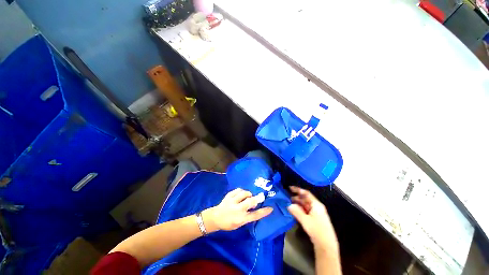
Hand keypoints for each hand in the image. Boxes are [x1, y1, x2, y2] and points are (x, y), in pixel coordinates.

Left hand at [203, 188, 272, 231]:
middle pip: (250, 201)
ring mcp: (232, 201)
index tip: (270, 208)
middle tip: (260, 197)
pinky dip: (241, 191)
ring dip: (248, 194)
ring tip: (248, 196)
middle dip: (257, 198)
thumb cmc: (228, 223)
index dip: (263, 211)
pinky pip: (238, 190)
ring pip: (244, 193)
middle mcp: (237, 209)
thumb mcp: (239, 224)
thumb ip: (247, 216)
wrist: (215, 218)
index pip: (255, 215)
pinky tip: (241, 193)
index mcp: (241, 219)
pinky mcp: (228, 196)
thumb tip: (255, 207)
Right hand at [287, 186, 338, 251]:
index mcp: (316, 205)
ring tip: (289, 203)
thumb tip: (289, 205)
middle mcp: (317, 207)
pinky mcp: (315, 219)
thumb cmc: (317, 230)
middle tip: (287, 197)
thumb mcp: (305, 220)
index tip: (290, 188)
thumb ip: (296, 211)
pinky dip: (300, 209)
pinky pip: (306, 211)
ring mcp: (316, 213)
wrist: (326, 245)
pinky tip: (294, 211)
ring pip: (305, 205)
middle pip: (306, 199)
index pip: (306, 194)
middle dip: (297, 197)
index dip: (298, 190)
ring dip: (298, 204)